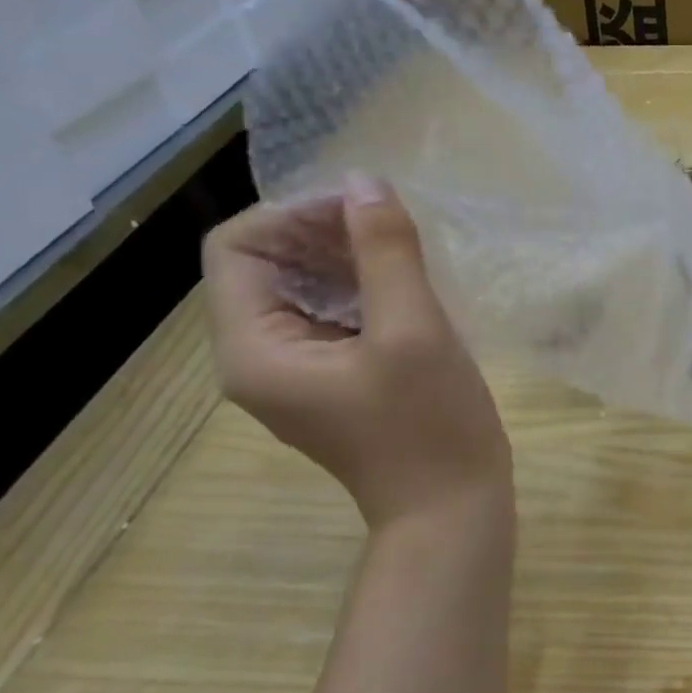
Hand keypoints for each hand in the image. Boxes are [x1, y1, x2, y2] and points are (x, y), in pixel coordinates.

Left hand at [202, 174, 511, 534]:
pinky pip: (330, 317)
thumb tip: (365, 183)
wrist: (453, 510)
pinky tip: (408, 287)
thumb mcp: (413, 331)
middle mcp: (258, 359)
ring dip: (345, 259)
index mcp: (255, 349)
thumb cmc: (430, 425)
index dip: (295, 215)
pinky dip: (361, 290)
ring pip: (301, 289)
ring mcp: (295, 374)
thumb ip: (385, 251)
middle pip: (266, 265)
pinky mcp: (331, 382)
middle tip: (391, 226)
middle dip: (322, 233)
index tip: (364, 212)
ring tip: (404, 251)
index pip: (238, 248)